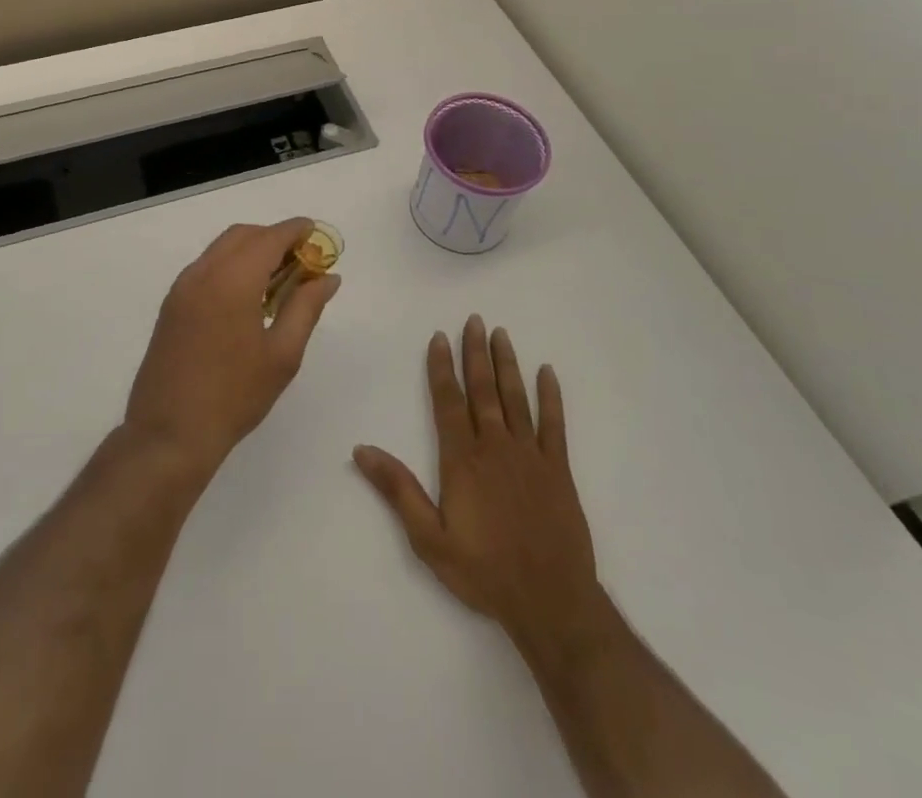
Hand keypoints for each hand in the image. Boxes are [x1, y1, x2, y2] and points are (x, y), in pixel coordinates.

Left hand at [124, 219, 340, 479]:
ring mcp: (182, 288)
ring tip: (279, 279)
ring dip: (251, 250)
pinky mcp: (171, 305)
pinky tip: (248, 296)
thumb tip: (328, 278)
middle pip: (242, 236)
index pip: (269, 238)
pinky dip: (231, 265)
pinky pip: (206, 267)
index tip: (316, 233)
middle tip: (301, 260)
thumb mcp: (282, 354)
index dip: (295, 230)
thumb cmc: (234, 396)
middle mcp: (203, 273)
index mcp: (232, 280)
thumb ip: (306, 307)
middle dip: (273, 238)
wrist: (169, 434)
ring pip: (221, 249)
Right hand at [354, 315, 602, 659]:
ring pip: (516, 397)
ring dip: (507, 364)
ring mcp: (530, 454)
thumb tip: (362, 449)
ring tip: (502, 334)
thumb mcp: (429, 538)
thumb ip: (397, 490)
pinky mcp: (558, 469)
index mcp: (462, 459)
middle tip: (474, 320)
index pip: (448, 401)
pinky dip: (551, 396)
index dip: (442, 367)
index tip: (440, 337)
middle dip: (476, 353)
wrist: (550, 601)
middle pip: (483, 389)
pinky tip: (548, 372)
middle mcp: (495, 446)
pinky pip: (554, 424)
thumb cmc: (483, 571)